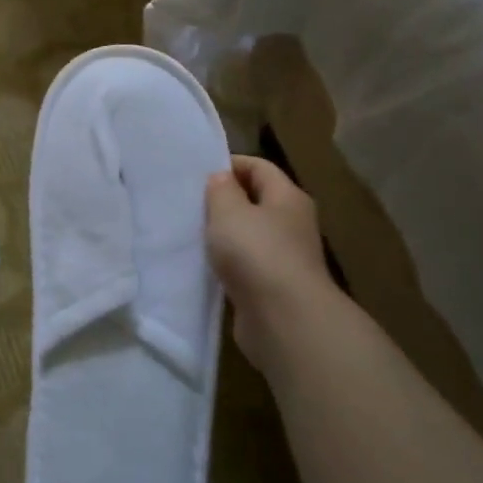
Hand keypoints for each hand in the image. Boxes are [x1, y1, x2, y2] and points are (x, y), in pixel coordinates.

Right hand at [206, 156, 334, 369]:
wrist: (284, 319)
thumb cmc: (257, 253)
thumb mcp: (229, 211)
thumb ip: (221, 190)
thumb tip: (222, 178)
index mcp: (288, 197)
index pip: (259, 167)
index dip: (230, 164)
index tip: (197, 173)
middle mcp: (292, 224)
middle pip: (256, 201)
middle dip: (224, 201)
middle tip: (189, 204)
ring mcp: (285, 257)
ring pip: (250, 236)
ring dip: (224, 235)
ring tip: (191, 234)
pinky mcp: (273, 287)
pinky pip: (246, 265)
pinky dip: (227, 264)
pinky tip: (205, 266)